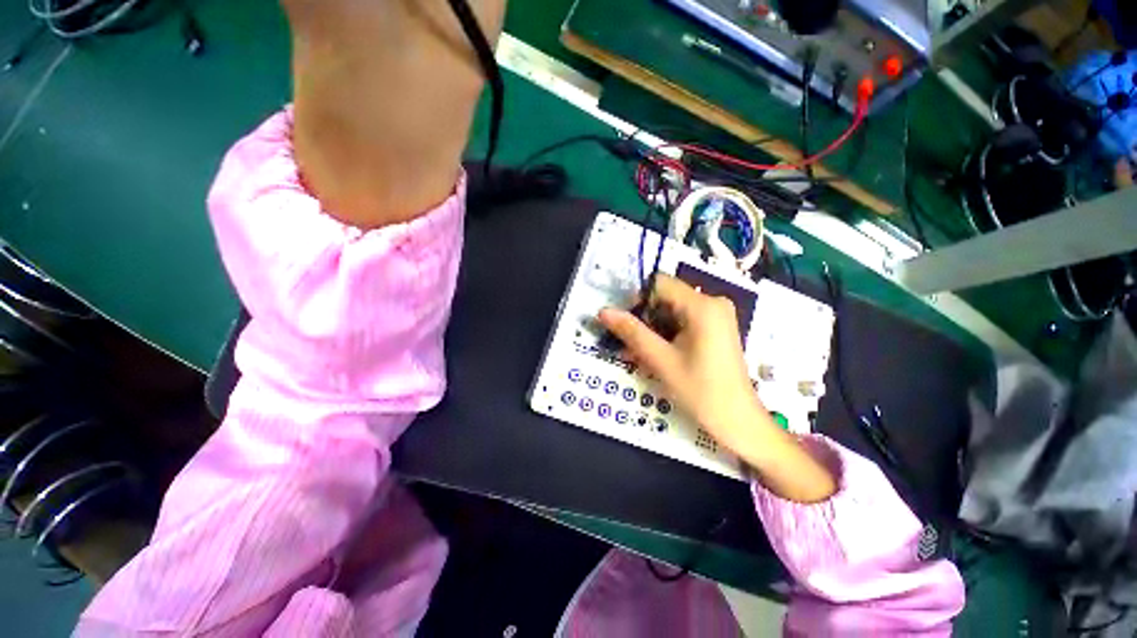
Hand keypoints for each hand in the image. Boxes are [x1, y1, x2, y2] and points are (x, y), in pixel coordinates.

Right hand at [598, 274, 836, 502]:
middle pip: (665, 298)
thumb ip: (631, 332)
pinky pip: (683, 323)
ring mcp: (716, 316)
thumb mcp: (661, 360)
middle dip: (643, 319)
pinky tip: (653, 355)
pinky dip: (665, 335)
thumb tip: (603, 311)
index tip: (625, 324)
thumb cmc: (701, 391)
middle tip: (626, 344)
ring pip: (672, 312)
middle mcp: (712, 303)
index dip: (637, 300)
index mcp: (703, 306)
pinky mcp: (715, 328)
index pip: (659, 284)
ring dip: (651, 330)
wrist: (739, 422)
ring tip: (635, 354)